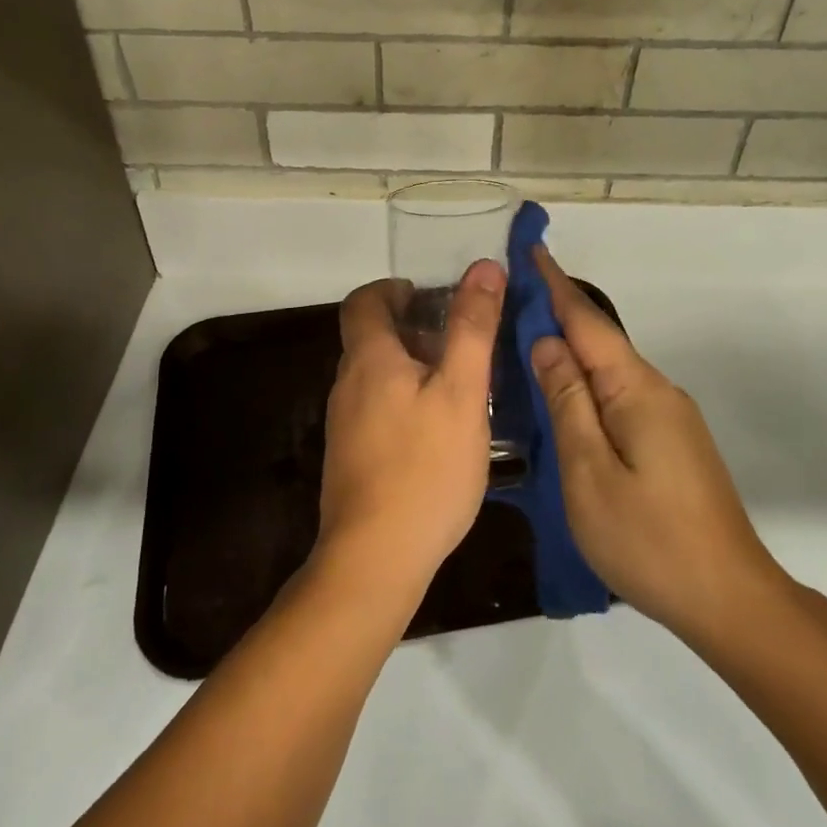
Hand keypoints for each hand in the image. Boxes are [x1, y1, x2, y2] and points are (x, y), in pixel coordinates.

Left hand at [318, 260, 505, 592]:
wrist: (375, 559)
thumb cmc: (425, 467)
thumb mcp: (462, 392)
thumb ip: (472, 328)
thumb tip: (482, 267)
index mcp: (369, 360)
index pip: (364, 301)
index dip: (393, 288)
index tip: (429, 296)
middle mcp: (347, 385)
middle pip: (371, 338)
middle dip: (411, 327)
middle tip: (459, 340)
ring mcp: (345, 424)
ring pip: (376, 375)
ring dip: (411, 365)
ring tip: (459, 383)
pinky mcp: (351, 456)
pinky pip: (377, 408)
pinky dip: (405, 399)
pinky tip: (439, 430)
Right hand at [529, 246, 789, 645]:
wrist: (729, 599)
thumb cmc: (649, 539)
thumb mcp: (588, 471)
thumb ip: (566, 402)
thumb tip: (546, 343)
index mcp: (636, 389)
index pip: (586, 321)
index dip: (554, 285)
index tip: (530, 249)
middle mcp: (656, 390)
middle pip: (598, 342)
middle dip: (556, 314)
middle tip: (509, 300)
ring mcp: (668, 417)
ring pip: (608, 371)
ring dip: (569, 353)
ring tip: (522, 344)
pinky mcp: (670, 441)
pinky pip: (618, 396)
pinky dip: (585, 385)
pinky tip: (562, 399)